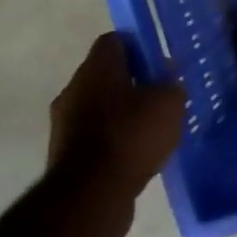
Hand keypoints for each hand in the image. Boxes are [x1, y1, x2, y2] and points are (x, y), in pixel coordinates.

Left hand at [47, 34, 186, 236]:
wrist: (91, 195)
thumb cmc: (131, 136)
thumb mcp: (169, 103)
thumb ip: (171, 83)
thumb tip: (167, 74)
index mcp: (96, 69)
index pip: (115, 40)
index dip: (140, 46)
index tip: (161, 62)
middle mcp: (74, 90)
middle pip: (106, 74)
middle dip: (134, 82)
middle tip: (162, 95)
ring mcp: (65, 123)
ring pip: (100, 106)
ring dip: (124, 113)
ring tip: (154, 128)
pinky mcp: (65, 154)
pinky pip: (95, 135)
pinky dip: (115, 139)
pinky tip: (138, 153)